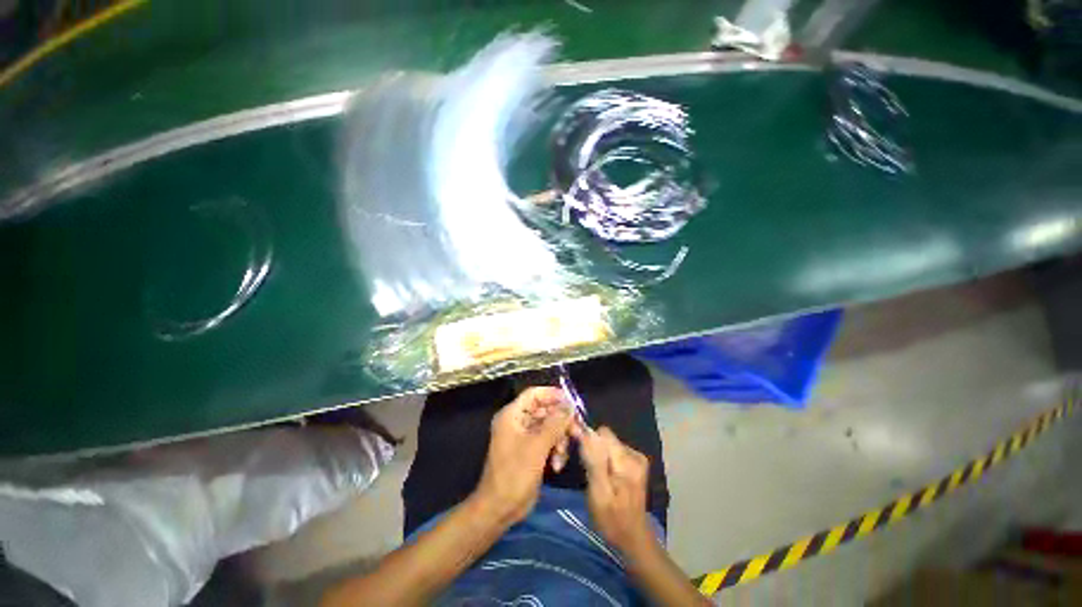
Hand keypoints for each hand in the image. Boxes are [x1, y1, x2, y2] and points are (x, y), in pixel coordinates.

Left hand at [472, 387, 572, 525]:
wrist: (500, 509)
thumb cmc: (515, 474)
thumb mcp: (537, 446)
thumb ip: (555, 423)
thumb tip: (570, 406)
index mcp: (512, 415)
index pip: (534, 394)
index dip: (552, 394)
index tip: (571, 401)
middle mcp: (518, 421)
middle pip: (545, 410)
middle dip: (561, 421)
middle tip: (577, 430)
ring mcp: (524, 436)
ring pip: (549, 426)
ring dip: (559, 439)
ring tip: (562, 455)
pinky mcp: (531, 450)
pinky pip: (548, 441)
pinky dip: (555, 449)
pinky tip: (557, 465)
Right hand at [577, 426, 654, 554]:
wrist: (633, 539)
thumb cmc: (612, 520)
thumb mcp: (598, 493)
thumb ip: (593, 461)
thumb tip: (584, 432)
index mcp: (627, 461)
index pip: (603, 433)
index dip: (589, 441)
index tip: (581, 457)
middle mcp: (634, 454)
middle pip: (606, 438)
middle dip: (593, 449)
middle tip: (588, 473)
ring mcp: (637, 458)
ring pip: (609, 444)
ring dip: (599, 456)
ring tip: (595, 477)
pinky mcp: (636, 463)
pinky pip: (614, 451)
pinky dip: (606, 460)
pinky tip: (605, 477)